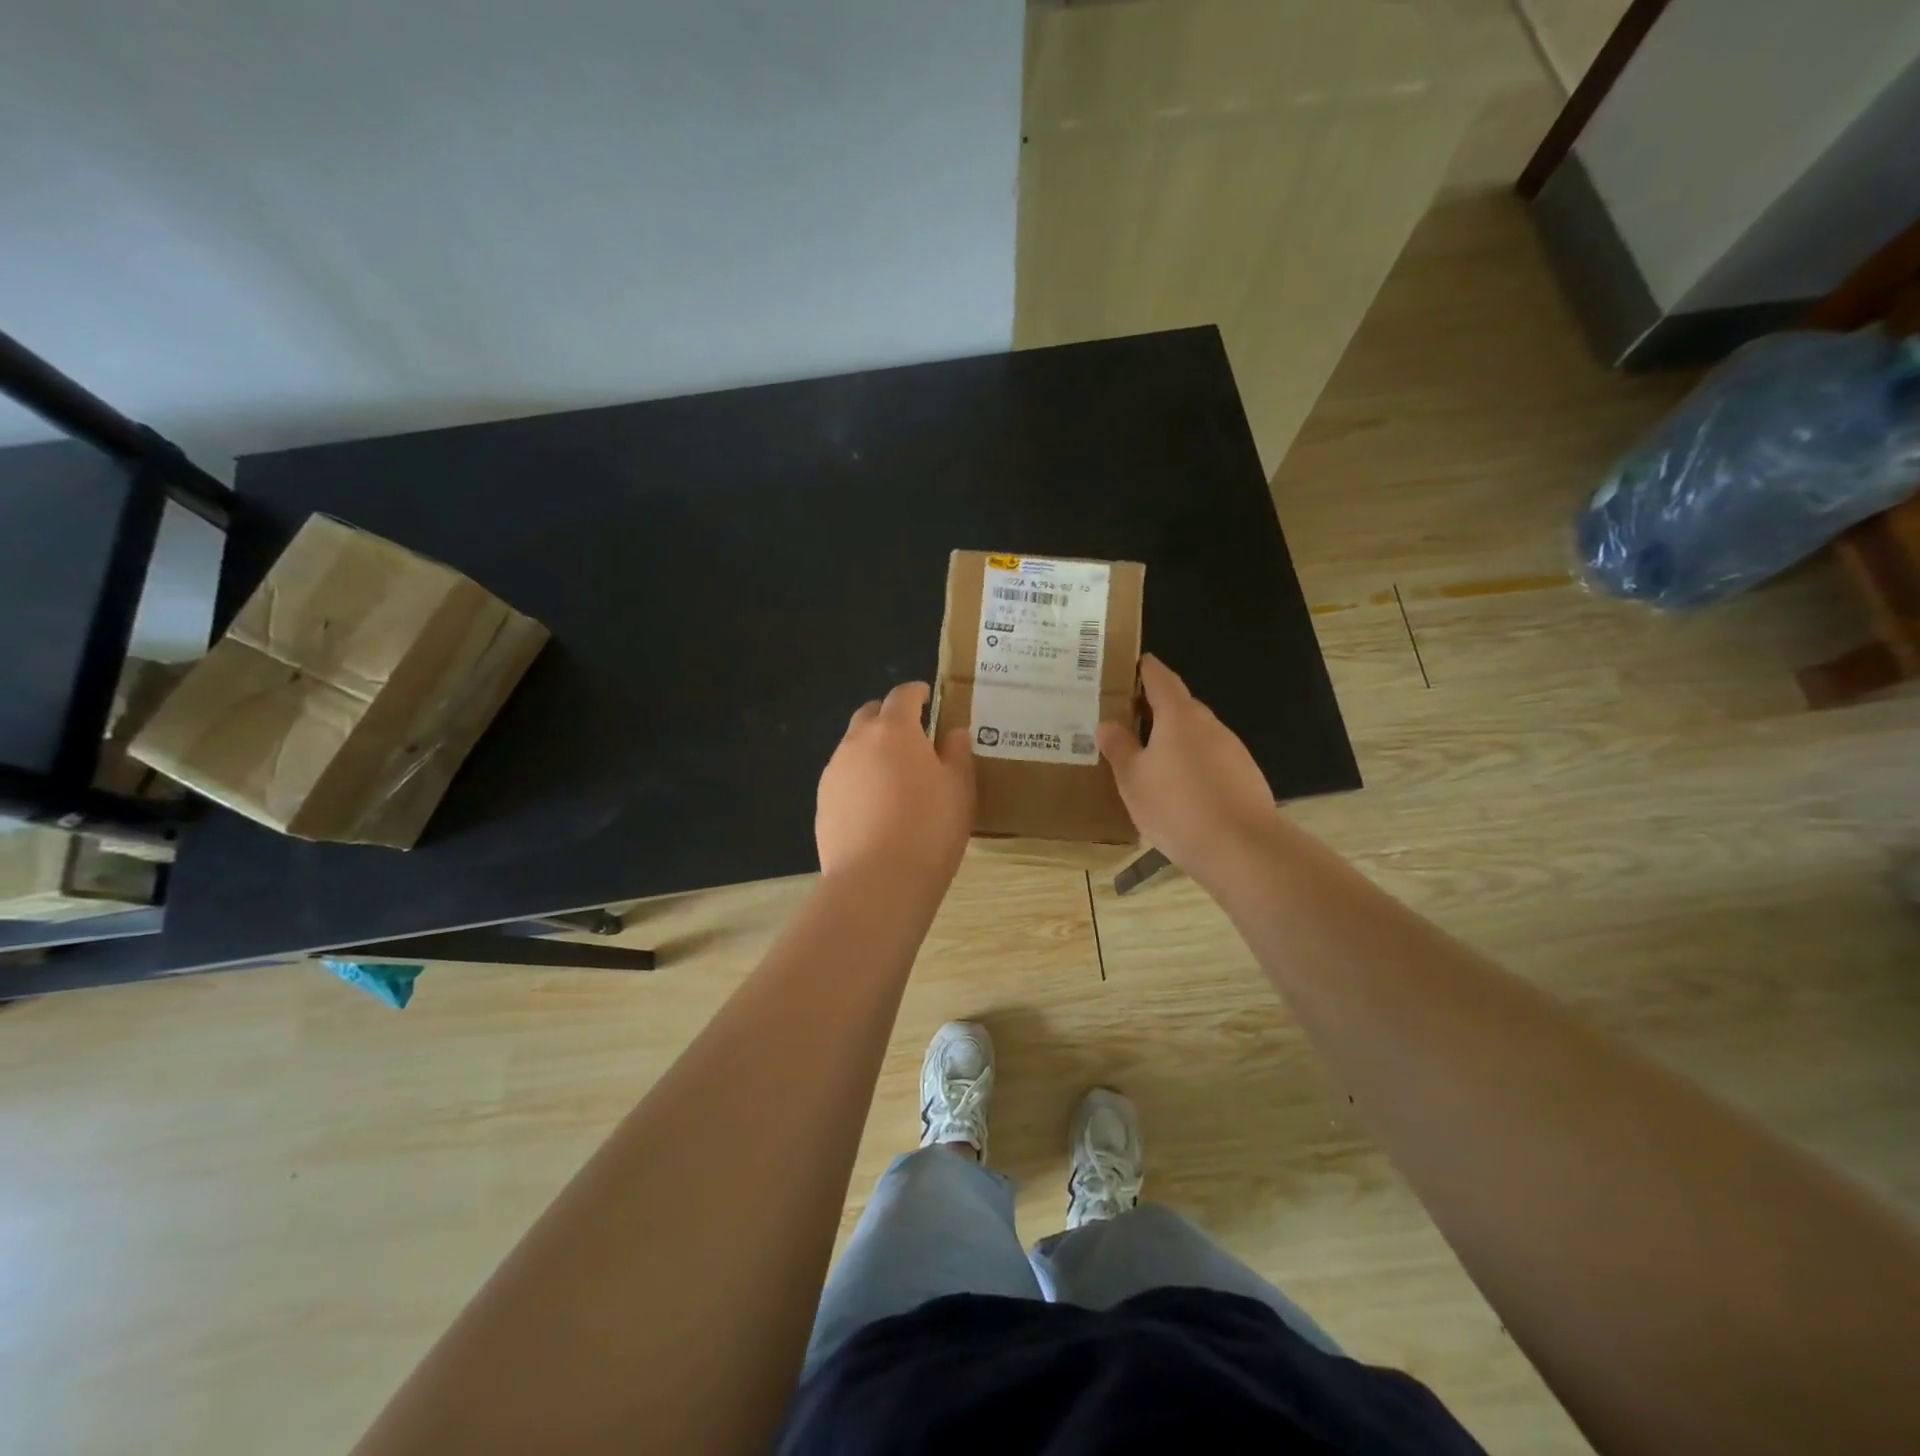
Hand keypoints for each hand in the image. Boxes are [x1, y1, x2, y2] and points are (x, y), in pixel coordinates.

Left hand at [817, 682, 974, 884]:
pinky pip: (844, 778)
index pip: (902, 695)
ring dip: (873, 750)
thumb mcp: (959, 789)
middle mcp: (856, 742)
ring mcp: (834, 772)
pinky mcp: (822, 803)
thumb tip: (952, 732)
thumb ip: (957, 753)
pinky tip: (876, 807)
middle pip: (870, 715)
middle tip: (913, 736)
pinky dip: (860, 779)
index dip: (917, 693)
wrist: (877, 882)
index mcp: (893, 730)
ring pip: (854, 747)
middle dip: (890, 717)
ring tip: (895, 777)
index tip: (928, 698)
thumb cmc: (929, 829)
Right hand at [1096, 655, 1279, 885]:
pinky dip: (1193, 765)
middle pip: (1180, 706)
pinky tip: (1180, 791)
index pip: (1160, 678)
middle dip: (1156, 710)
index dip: (1146, 669)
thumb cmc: (1176, 806)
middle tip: (1128, 721)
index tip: (1133, 665)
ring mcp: (1232, 750)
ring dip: (1175, 741)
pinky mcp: (1245, 776)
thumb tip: (1106, 724)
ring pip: (1197, 735)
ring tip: (1150, 761)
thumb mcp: (1133, 779)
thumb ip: (1119, 748)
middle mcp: (1209, 724)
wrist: (1241, 847)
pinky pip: (1211, 760)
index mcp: (1179, 715)